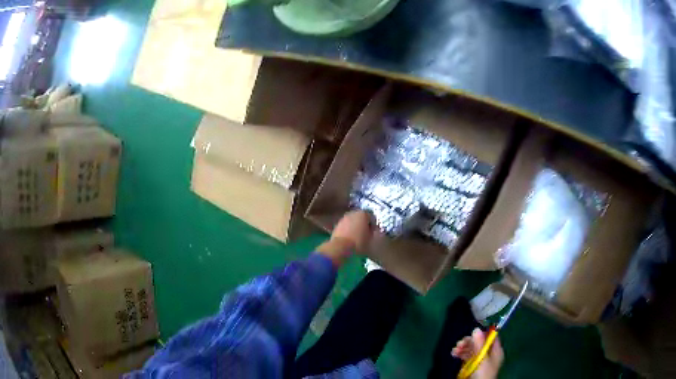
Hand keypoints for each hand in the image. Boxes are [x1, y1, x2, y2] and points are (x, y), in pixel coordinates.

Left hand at [316, 211, 374, 266]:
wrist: (340, 246)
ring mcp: (343, 218)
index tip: (372, 231)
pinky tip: (349, 237)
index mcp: (363, 214)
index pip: (370, 217)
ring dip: (354, 226)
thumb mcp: (370, 238)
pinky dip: (347, 229)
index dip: (372, 224)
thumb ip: (371, 231)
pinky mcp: (337, 224)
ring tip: (356, 236)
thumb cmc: (358, 242)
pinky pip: (345, 226)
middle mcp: (353, 213)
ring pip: (352, 221)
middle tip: (364, 233)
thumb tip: (370, 230)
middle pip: (360, 217)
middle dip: (362, 224)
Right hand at [452, 328, 503, 378]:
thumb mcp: (482, 359)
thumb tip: (476, 329)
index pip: (491, 338)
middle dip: (469, 342)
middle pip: (479, 343)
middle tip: (459, 343)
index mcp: (496, 351)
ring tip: (454, 350)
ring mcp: (479, 360)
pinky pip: (466, 356)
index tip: (471, 334)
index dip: (482, 334)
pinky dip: (460, 354)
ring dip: (463, 348)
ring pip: (471, 349)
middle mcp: (488, 354)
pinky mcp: (471, 365)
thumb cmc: (483, 373)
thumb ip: (479, 345)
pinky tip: (454, 354)